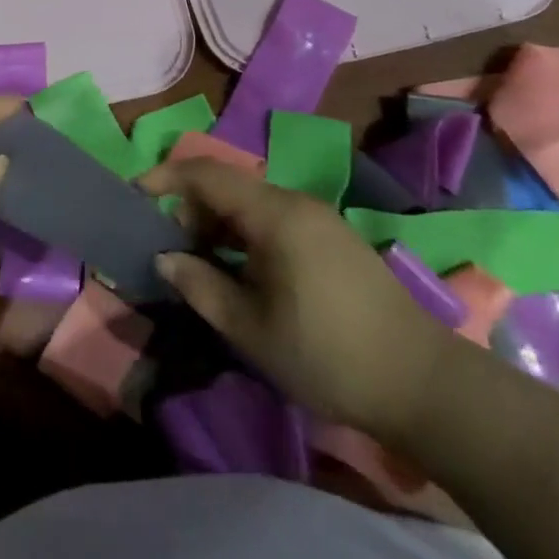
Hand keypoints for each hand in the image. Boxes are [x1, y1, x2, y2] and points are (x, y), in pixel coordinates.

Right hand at [140, 157, 453, 440]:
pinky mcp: (332, 238)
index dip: (165, 177)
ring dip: (218, 226)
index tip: (135, 195)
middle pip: (227, 186)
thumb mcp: (250, 328)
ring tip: (204, 268)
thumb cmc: (327, 355)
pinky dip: (245, 235)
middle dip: (191, 210)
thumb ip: (199, 286)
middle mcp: (296, 203)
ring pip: (250, 204)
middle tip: (172, 252)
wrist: (424, 384)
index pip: (206, 173)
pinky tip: (244, 275)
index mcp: (274, 214)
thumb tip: (164, 257)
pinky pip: (274, 220)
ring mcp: (319, 219)